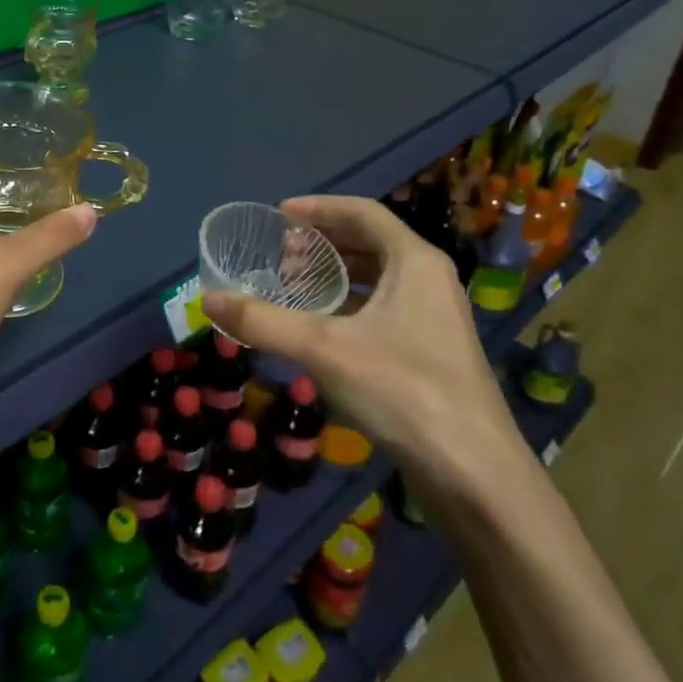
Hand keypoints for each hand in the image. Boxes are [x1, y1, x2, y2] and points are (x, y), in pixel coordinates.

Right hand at [202, 196, 529, 521]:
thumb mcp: (322, 349)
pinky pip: (382, 308)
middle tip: (279, 255)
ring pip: (376, 278)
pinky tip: (318, 327)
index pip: (363, 213)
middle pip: (370, 242)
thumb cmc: (402, 390)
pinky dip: (347, 306)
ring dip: (334, 275)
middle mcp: (429, 280)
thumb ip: (262, 321)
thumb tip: (208, 300)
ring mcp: (433, 317)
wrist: (474, 473)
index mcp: (415, 262)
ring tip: (292, 286)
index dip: (319, 208)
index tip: (278, 214)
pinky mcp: (430, 351)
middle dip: (322, 243)